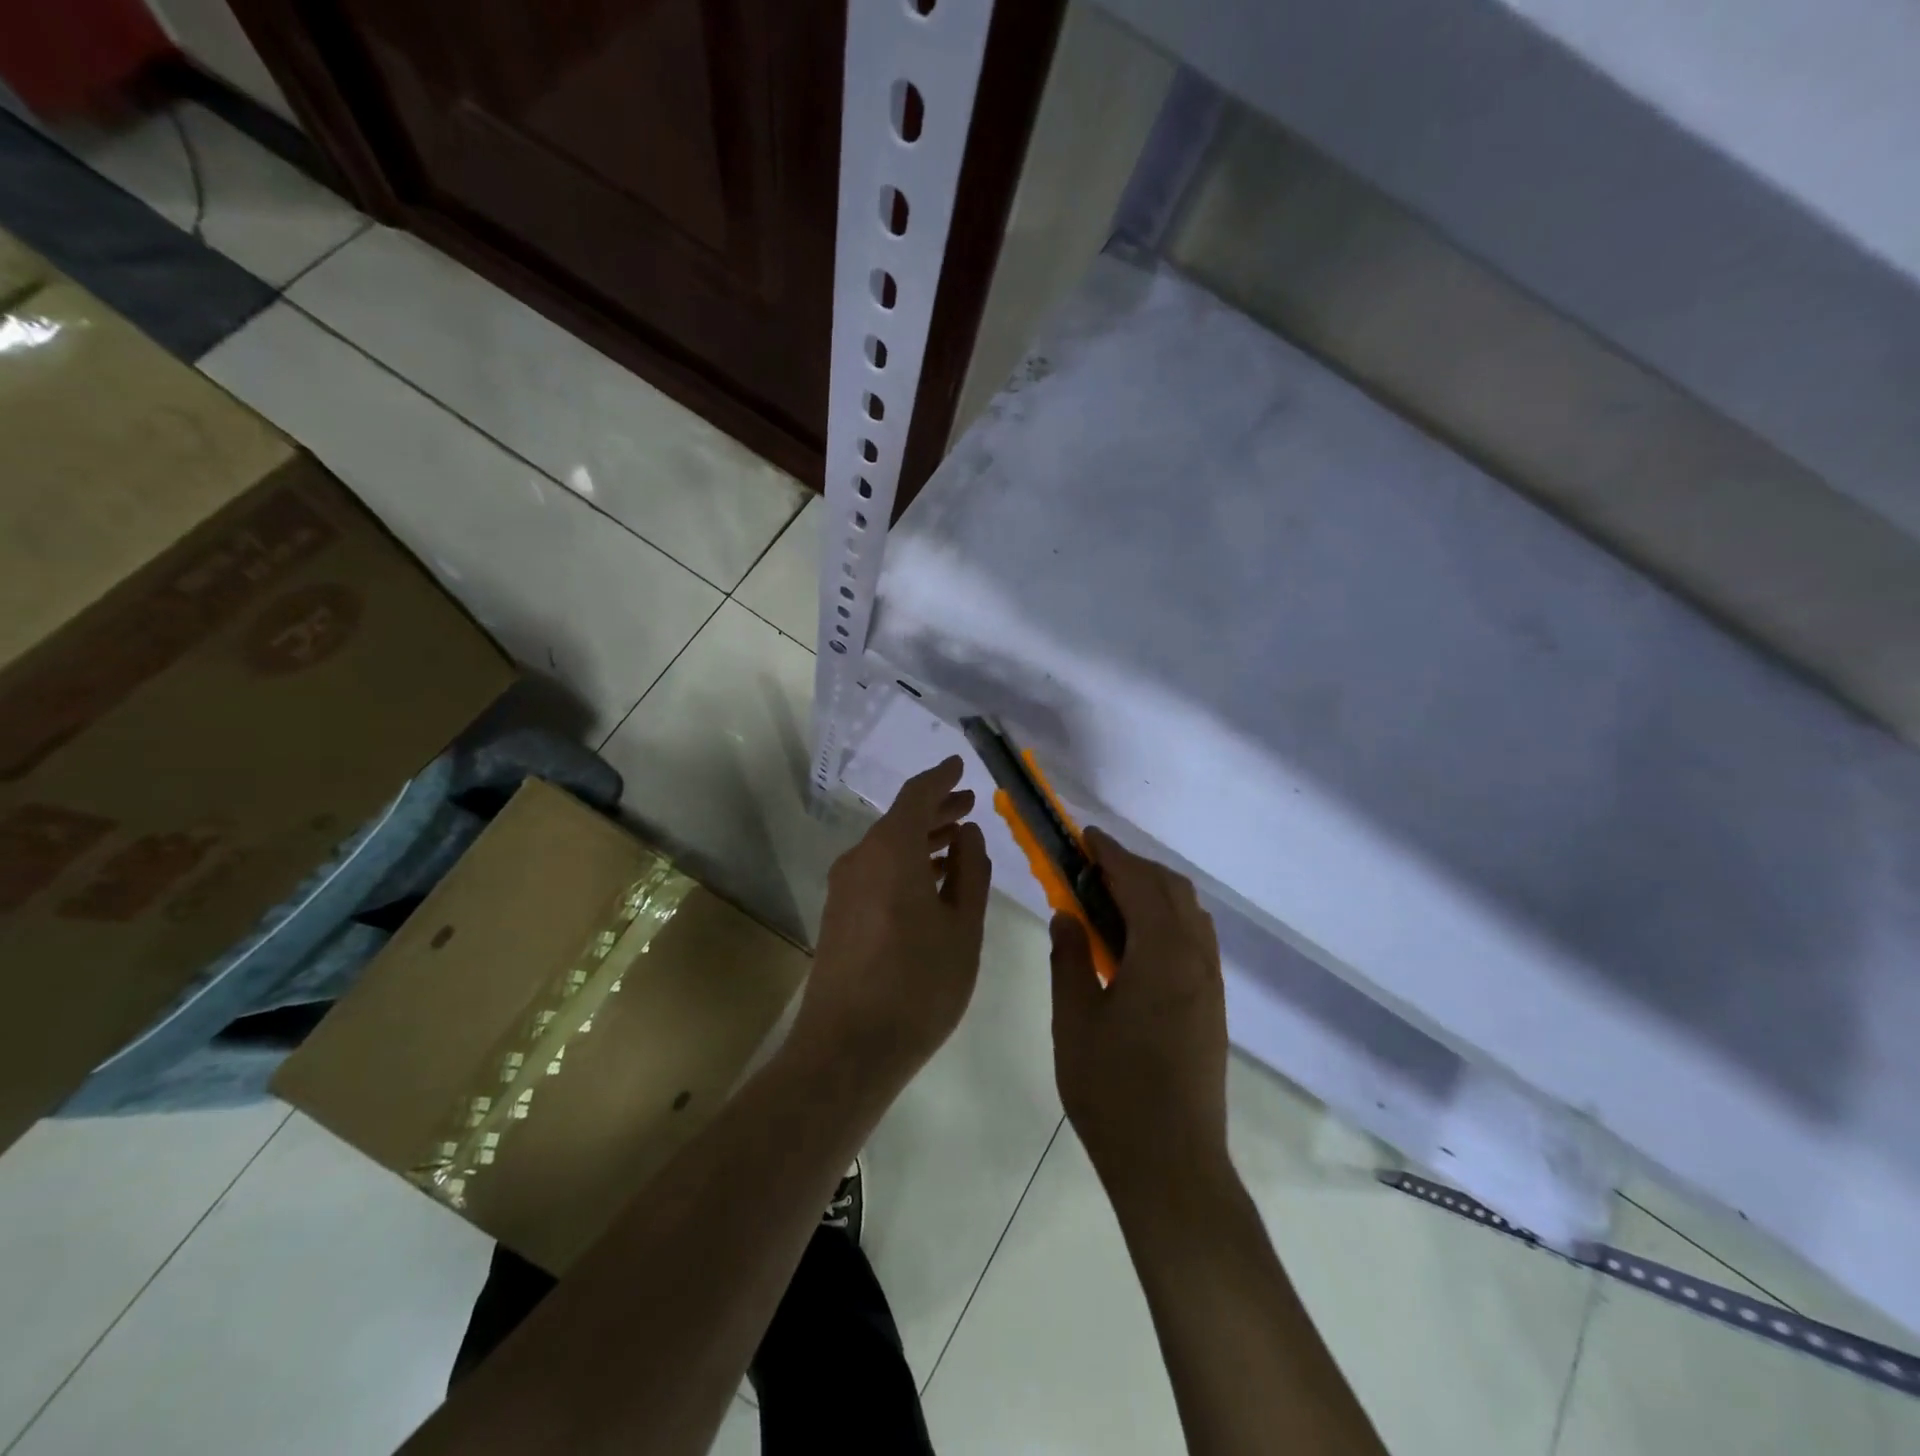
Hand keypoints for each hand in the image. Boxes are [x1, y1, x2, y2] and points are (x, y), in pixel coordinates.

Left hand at [797, 756, 992, 1093]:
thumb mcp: (962, 928)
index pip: (917, 795)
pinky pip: (876, 872)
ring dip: (922, 839)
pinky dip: (906, 865)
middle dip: (936, 810)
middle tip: (969, 806)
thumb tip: (968, 834)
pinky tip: (931, 883)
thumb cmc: (918, 984)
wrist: (847, 1048)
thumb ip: (970, 872)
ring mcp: (844, 888)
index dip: (941, 778)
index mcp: (891, 850)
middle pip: (900, 820)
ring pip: (887, 848)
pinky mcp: (838, 915)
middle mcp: (860, 859)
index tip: (960, 766)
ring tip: (958, 842)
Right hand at [1050, 829, 1228, 1199]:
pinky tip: (1136, 944)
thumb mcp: (1075, 1020)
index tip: (1085, 837)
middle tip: (1091, 868)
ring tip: (1110, 902)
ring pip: (1189, 914)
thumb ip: (1069, 959)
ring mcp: (1210, 984)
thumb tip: (1067, 916)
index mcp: (1162, 956)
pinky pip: (1195, 940)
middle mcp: (1196, 960)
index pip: (1138, 882)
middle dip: (1134, 867)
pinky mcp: (1213, 1007)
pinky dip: (1168, 921)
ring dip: (1154, 892)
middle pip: (1172, 890)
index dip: (1111, 854)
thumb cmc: (1113, 1091)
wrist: (1172, 1165)